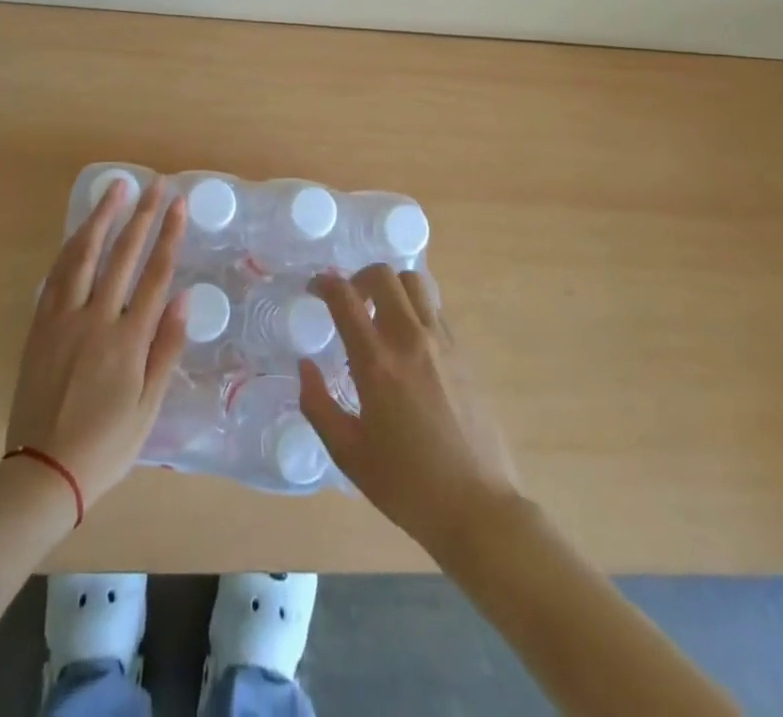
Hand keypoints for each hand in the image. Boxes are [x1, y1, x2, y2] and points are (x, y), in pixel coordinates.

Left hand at [5, 179, 188, 505]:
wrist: (43, 473)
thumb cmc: (106, 445)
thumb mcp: (149, 408)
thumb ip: (166, 350)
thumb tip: (182, 298)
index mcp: (128, 341)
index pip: (155, 274)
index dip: (168, 235)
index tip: (178, 204)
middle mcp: (95, 320)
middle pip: (122, 255)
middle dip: (141, 215)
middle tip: (154, 184)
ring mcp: (63, 320)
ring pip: (83, 255)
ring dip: (101, 218)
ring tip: (115, 190)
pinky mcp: (39, 327)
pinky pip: (56, 276)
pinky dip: (71, 248)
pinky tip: (80, 232)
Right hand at [300, 265, 520, 552]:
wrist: (478, 507)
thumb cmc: (406, 485)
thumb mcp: (348, 453)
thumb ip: (318, 405)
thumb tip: (304, 366)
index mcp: (377, 362)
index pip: (345, 298)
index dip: (324, 284)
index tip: (314, 288)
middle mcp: (410, 339)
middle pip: (384, 275)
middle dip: (359, 277)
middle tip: (349, 301)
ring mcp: (442, 342)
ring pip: (415, 282)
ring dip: (391, 287)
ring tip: (380, 314)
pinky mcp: (464, 353)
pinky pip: (435, 308)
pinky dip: (415, 307)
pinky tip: (408, 340)